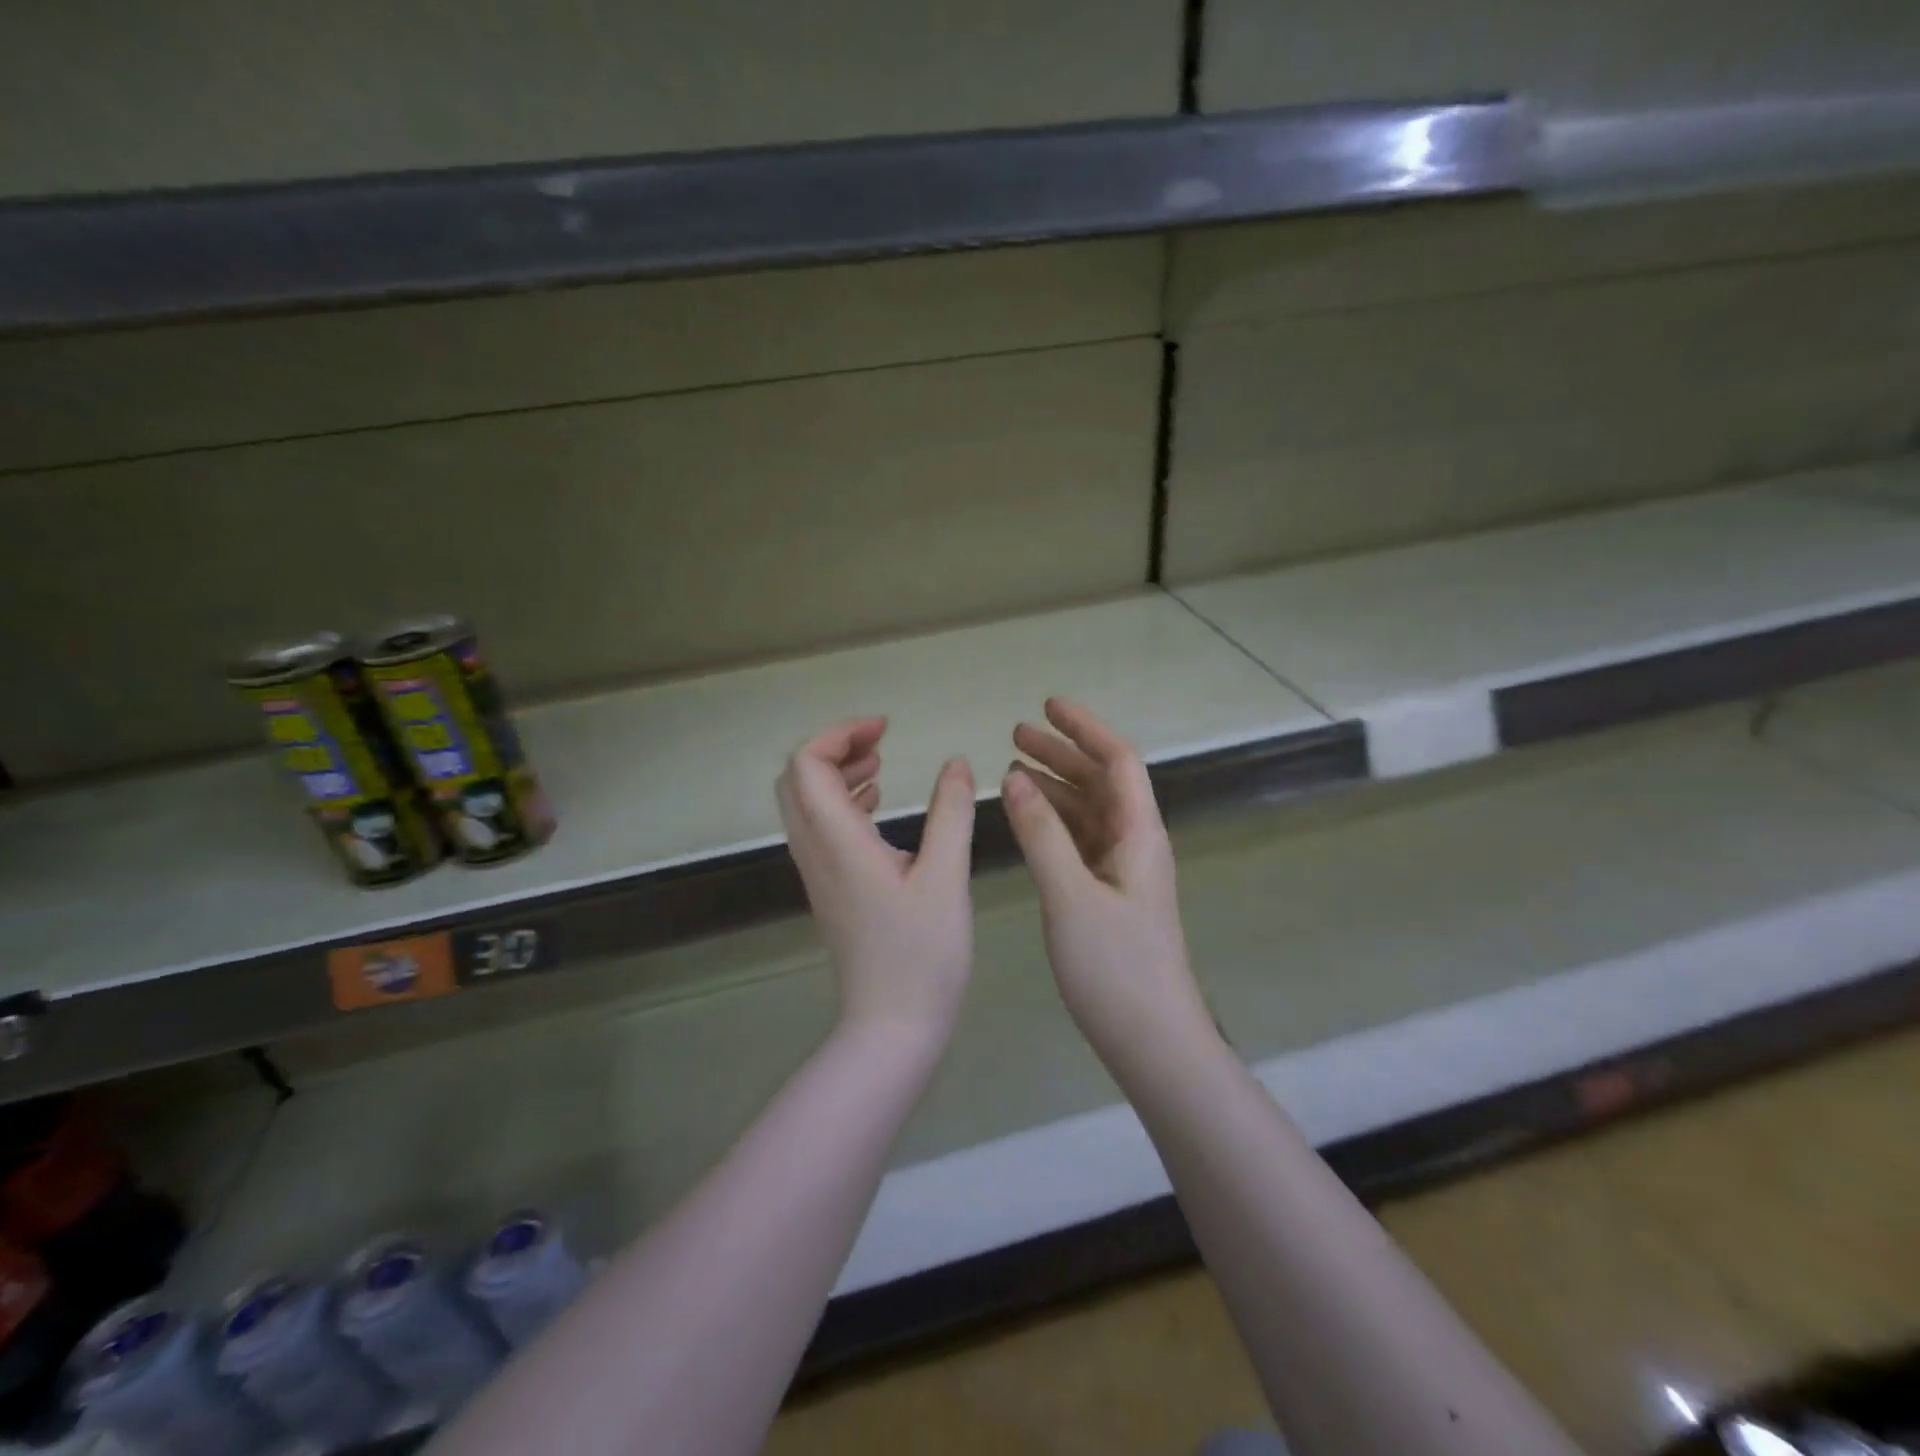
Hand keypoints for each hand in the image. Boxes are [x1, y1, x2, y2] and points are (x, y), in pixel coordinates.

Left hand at [776, 718, 975, 1045]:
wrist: (891, 1026)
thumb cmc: (923, 954)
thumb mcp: (947, 877)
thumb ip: (950, 813)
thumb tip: (957, 763)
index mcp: (837, 841)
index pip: (806, 764)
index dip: (839, 734)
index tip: (886, 730)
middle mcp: (814, 851)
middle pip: (796, 778)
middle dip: (834, 749)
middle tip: (882, 745)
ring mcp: (816, 872)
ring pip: (804, 804)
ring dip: (836, 775)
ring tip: (882, 767)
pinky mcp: (828, 889)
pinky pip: (818, 829)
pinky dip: (840, 804)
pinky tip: (877, 808)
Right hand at [1003, 699, 1216, 1071]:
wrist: (1150, 1039)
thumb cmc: (1115, 966)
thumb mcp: (1070, 895)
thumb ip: (1041, 834)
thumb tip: (1015, 778)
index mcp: (1139, 834)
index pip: (1118, 761)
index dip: (1085, 729)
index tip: (1047, 706)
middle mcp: (1135, 844)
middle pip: (1101, 782)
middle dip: (1063, 753)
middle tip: (1016, 734)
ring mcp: (1122, 871)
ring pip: (1088, 812)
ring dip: (1055, 787)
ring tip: (1013, 770)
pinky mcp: (1108, 895)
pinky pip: (1080, 842)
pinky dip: (1053, 823)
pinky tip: (1027, 820)